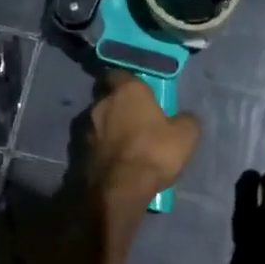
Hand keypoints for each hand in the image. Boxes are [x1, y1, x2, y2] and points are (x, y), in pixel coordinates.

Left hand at [87, 72, 199, 207]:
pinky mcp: (77, 152)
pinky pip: (93, 143)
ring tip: (126, 145)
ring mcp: (85, 128)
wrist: (119, 190)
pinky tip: (115, 161)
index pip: (120, 73)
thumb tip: (183, 117)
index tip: (140, 91)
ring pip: (99, 121)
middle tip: (136, 120)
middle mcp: (101, 103)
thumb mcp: (187, 135)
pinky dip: (103, 148)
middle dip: (120, 106)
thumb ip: (185, 119)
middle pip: (109, 98)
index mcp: (127, 91)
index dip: (129, 81)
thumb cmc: (154, 152)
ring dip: (110, 128)